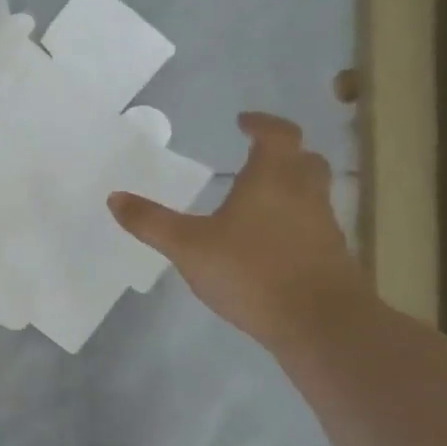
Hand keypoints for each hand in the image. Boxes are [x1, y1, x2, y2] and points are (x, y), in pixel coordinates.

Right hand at [108, 112, 369, 348]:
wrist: (320, 323)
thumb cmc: (251, 271)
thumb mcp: (187, 246)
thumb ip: (151, 222)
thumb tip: (115, 197)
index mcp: (272, 178)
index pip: (277, 134)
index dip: (261, 124)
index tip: (243, 122)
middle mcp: (304, 193)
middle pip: (304, 160)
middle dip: (282, 154)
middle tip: (256, 157)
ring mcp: (323, 226)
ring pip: (311, 193)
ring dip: (290, 188)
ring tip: (258, 201)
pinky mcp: (332, 257)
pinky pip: (312, 226)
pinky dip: (293, 223)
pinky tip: (269, 243)